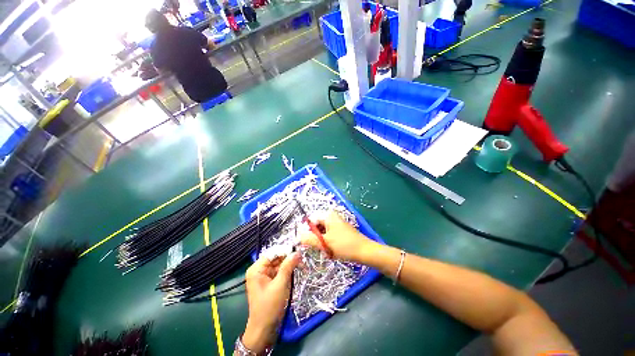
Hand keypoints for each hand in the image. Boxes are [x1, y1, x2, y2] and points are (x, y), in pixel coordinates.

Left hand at [242, 253, 300, 352]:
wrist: (264, 329)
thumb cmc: (269, 306)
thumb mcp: (280, 284)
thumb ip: (288, 266)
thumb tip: (297, 252)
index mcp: (257, 269)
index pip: (272, 252)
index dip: (285, 250)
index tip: (298, 249)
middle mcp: (259, 270)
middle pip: (276, 258)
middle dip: (289, 257)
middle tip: (303, 258)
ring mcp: (265, 276)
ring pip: (279, 264)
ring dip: (290, 264)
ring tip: (302, 264)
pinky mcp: (270, 281)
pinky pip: (280, 271)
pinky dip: (288, 271)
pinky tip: (297, 270)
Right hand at [300, 210, 376, 262]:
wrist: (365, 252)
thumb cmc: (345, 245)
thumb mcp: (325, 243)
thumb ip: (309, 239)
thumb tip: (298, 236)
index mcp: (328, 215)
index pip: (311, 220)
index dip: (307, 231)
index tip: (306, 243)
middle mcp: (332, 217)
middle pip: (316, 227)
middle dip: (316, 238)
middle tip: (319, 248)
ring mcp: (336, 224)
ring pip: (322, 233)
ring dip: (321, 242)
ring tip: (327, 250)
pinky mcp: (340, 231)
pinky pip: (328, 236)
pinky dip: (327, 243)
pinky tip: (332, 251)